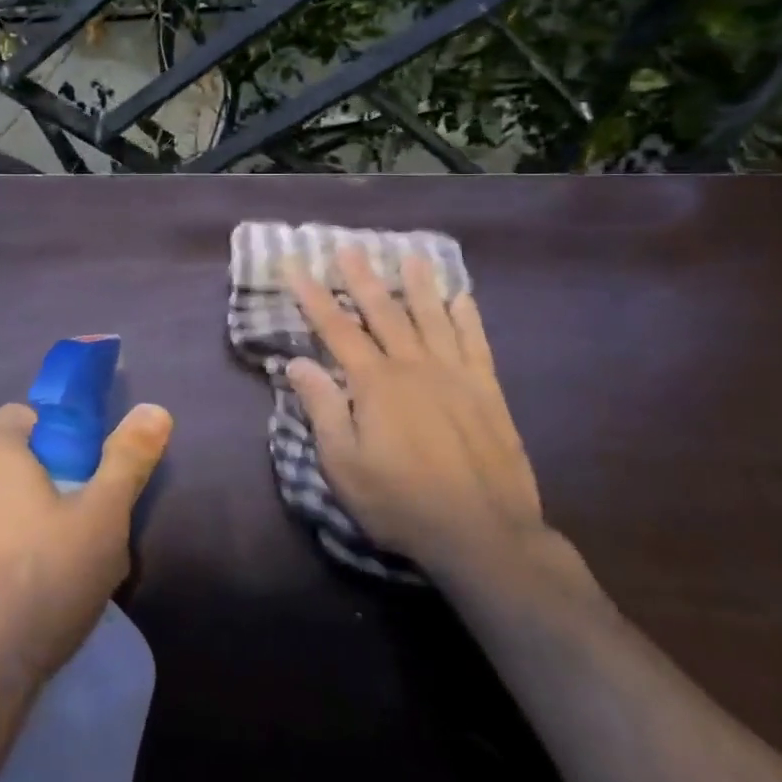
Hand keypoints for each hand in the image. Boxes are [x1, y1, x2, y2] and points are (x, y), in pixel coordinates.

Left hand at [0, 400, 171, 708]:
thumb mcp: (102, 520)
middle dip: (40, 488)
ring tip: (44, 579)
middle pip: (5, 466)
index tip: (82, 480)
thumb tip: (155, 409)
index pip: (24, 417)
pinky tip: (4, 610)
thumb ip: (128, 460)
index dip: (58, 439)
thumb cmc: (39, 585)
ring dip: (10, 528)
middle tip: (74, 534)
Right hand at [283, 247, 543, 570]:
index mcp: (374, 383)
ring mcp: (455, 376)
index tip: (295, 264)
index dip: (312, 295)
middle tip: (348, 246)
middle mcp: (413, 367)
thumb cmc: (401, 502)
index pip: (335, 328)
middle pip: (384, 311)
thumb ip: (322, 408)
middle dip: (362, 277)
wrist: (484, 534)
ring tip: (410, 255)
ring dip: (418, 284)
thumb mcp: (343, 464)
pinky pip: (476, 343)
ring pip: (432, 317)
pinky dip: (467, 317)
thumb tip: (296, 362)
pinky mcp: (487, 392)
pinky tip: (462, 298)